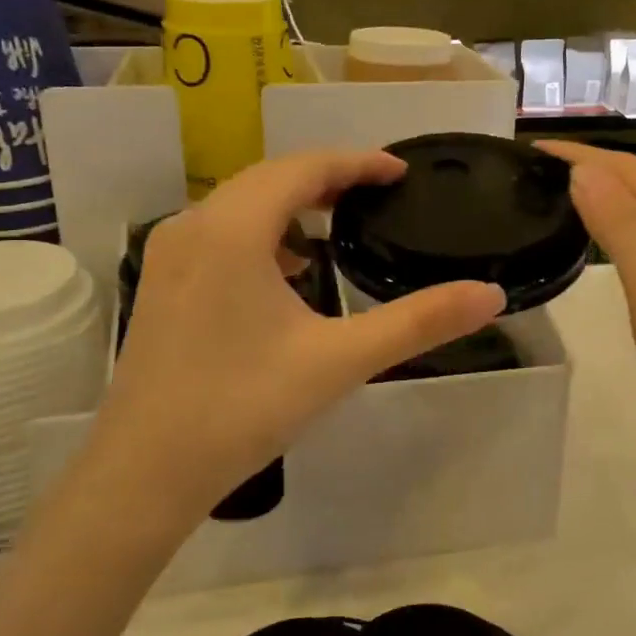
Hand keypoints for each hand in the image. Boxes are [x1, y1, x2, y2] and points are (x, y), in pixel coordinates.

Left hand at [91, 150, 505, 525]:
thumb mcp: (340, 360)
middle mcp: (194, 224)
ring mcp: (169, 253)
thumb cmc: (243, 408)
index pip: (304, 168)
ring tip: (338, 225)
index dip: (357, 163)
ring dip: (290, 203)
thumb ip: (418, 322)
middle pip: (269, 177)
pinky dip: (261, 232)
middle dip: (326, 177)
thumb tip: (490, 295)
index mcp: (233, 228)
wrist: (144, 472)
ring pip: (240, 203)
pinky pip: (219, 232)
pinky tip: (287, 271)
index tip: (400, 172)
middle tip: (377, 192)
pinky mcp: (161, 282)